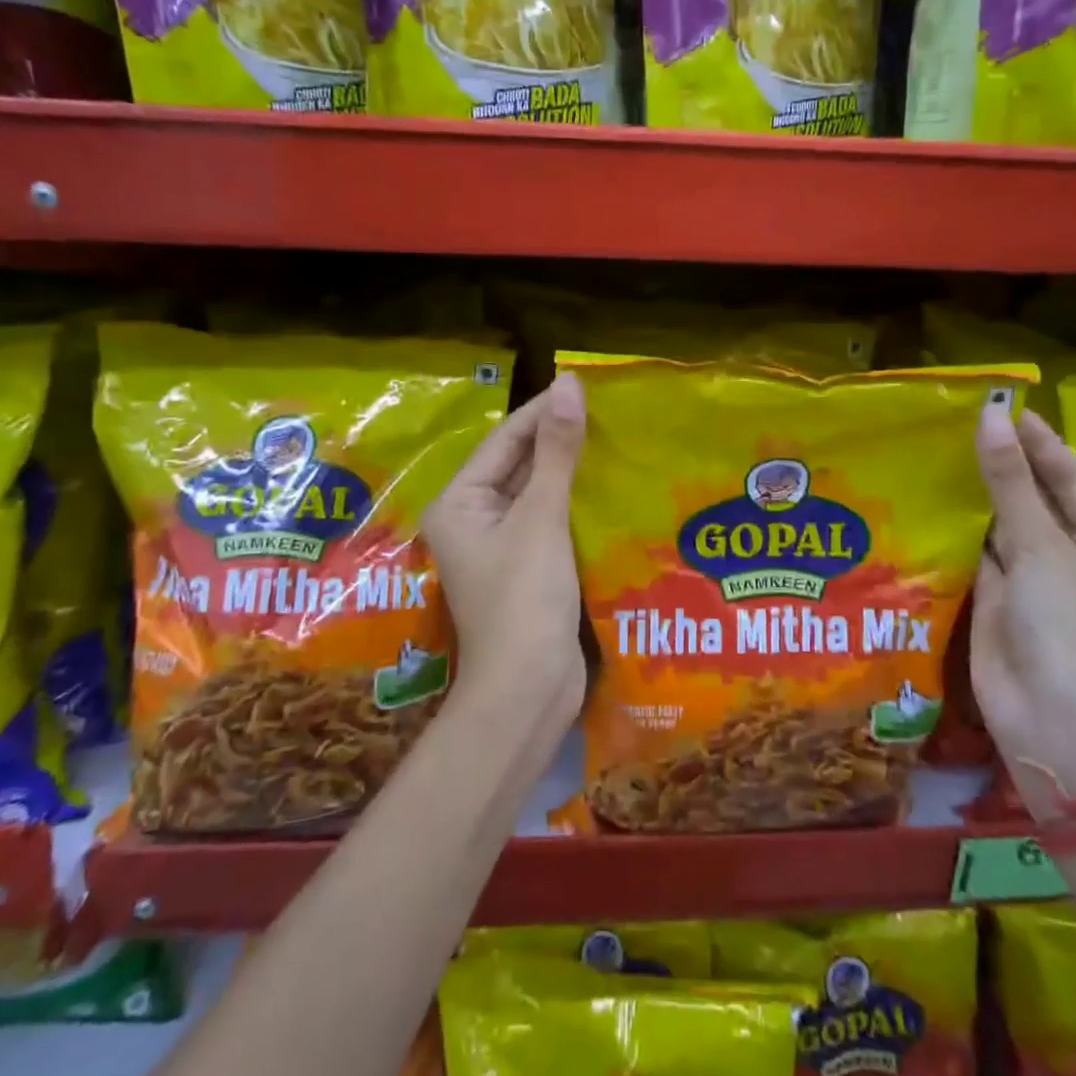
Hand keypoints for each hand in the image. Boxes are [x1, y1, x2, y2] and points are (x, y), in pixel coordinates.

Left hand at [422, 373, 587, 723]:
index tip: (584, 386)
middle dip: (560, 440)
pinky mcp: (529, 569)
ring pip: (539, 494)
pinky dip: (577, 503)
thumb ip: (556, 451)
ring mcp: (502, 547)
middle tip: (608, 410)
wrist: (528, 690)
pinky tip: (611, 486)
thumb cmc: (524, 599)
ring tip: (616, 438)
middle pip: (520, 466)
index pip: (505, 441)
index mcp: (460, 503)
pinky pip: (552, 522)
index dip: (543, 412)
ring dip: (572, 471)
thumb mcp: (541, 518)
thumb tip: (567, 384)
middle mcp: (474, 520)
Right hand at [970, 401, 1075, 820]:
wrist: (1049, 717)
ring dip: (974, 498)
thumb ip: (1010, 482)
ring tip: (937, 452)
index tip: (1004, 406)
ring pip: (999, 528)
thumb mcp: (1040, 546)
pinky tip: (928, 503)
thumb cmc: (1065, 625)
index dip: (1038, 442)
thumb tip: (991, 415)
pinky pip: (974, 556)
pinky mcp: (994, 601)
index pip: (1068, 478)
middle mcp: (1067, 558)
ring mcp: (1029, 582)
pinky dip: (955, 532)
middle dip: (1001, 466)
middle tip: (960, 422)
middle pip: (1032, 501)